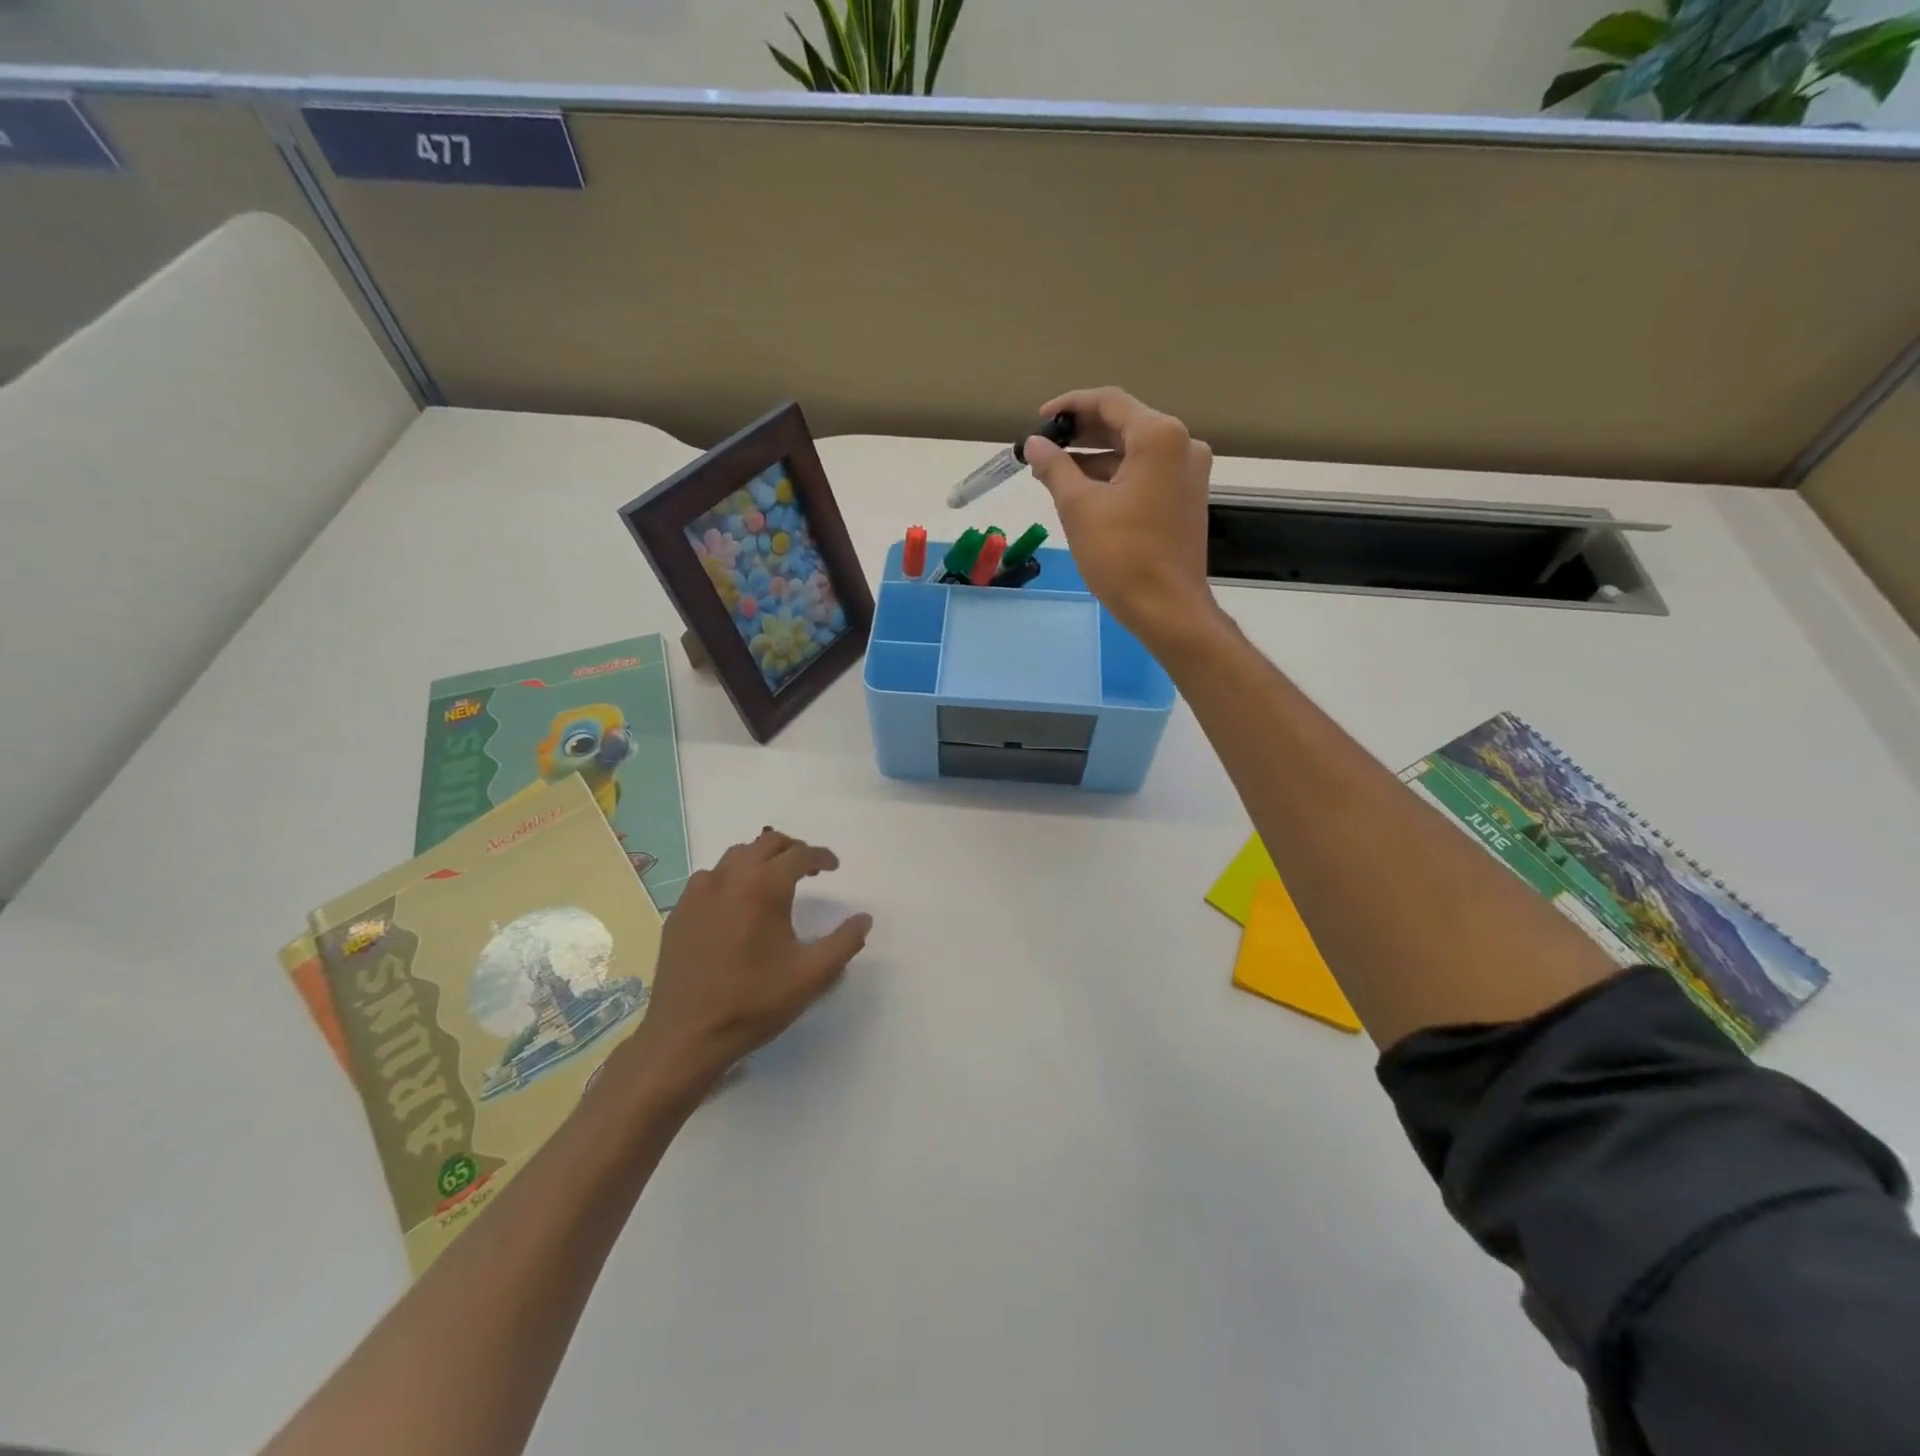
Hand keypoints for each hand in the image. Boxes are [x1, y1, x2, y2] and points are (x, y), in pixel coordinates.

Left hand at [629, 829, 871, 1095]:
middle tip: (807, 867)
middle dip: (791, 849)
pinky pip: (709, 879)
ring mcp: (698, 893)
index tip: (833, 866)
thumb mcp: (812, 975)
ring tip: (773, 880)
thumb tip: (864, 918)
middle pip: (765, 843)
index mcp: (764, 886)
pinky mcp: (679, 912)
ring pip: (735, 856)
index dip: (820, 857)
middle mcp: (730, 878)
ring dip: (759, 859)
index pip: (799, 854)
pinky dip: (730, 878)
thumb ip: (844, 942)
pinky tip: (735, 903)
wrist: (686, 1035)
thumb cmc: (754, 1002)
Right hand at [1023, 388, 1218, 644]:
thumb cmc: (1121, 555)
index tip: (1039, 420)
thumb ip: (1054, 467)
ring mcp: (1188, 473)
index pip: (1109, 402)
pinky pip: (1145, 473)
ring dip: (1095, 458)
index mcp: (1159, 436)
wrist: (1167, 608)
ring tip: (1054, 473)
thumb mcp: (1078, 507)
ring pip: (1134, 451)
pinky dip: (1114, 476)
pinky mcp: (1186, 498)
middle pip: (1124, 424)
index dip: (1070, 406)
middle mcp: (1182, 444)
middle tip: (1044, 447)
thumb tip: (1035, 444)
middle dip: (1081, 434)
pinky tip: (1083, 492)